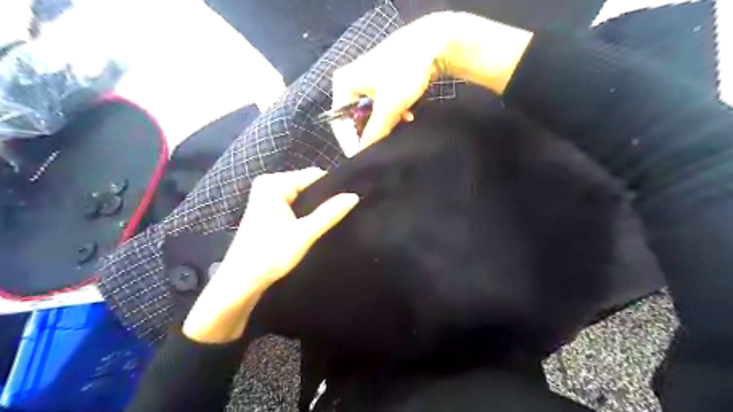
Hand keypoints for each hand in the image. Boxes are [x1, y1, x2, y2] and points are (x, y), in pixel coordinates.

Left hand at [181, 168, 357, 344]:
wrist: (241, 281)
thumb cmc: (270, 255)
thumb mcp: (304, 234)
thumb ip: (329, 214)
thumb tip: (354, 196)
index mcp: (274, 184)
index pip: (313, 176)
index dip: (332, 189)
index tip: (348, 204)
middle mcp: (269, 184)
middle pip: (308, 184)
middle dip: (323, 199)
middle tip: (339, 217)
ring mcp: (267, 196)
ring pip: (303, 195)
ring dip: (315, 208)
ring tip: (329, 222)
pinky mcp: (268, 209)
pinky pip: (295, 203)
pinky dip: (305, 213)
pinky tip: (314, 225)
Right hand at [334, 13, 446, 151]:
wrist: (433, 43)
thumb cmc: (403, 72)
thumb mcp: (388, 106)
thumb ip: (374, 132)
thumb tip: (362, 152)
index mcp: (343, 84)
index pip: (339, 122)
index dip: (350, 142)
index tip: (361, 158)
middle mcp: (350, 82)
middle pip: (355, 118)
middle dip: (372, 131)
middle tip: (384, 143)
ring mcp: (366, 81)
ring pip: (371, 113)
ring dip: (386, 122)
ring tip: (401, 124)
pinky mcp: (381, 81)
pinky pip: (381, 105)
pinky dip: (393, 113)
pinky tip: (406, 115)